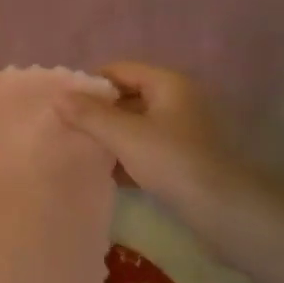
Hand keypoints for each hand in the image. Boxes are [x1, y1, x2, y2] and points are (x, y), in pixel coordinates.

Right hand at [60, 63, 249, 230]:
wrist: (225, 212)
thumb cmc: (173, 161)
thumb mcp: (124, 135)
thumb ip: (88, 114)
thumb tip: (58, 97)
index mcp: (168, 84)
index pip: (118, 70)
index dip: (89, 84)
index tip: (64, 104)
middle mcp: (178, 101)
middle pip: (127, 97)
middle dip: (97, 112)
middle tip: (68, 127)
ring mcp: (183, 131)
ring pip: (135, 125)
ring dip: (110, 136)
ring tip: (82, 149)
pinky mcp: (184, 159)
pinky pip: (146, 149)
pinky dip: (126, 156)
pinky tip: (106, 173)